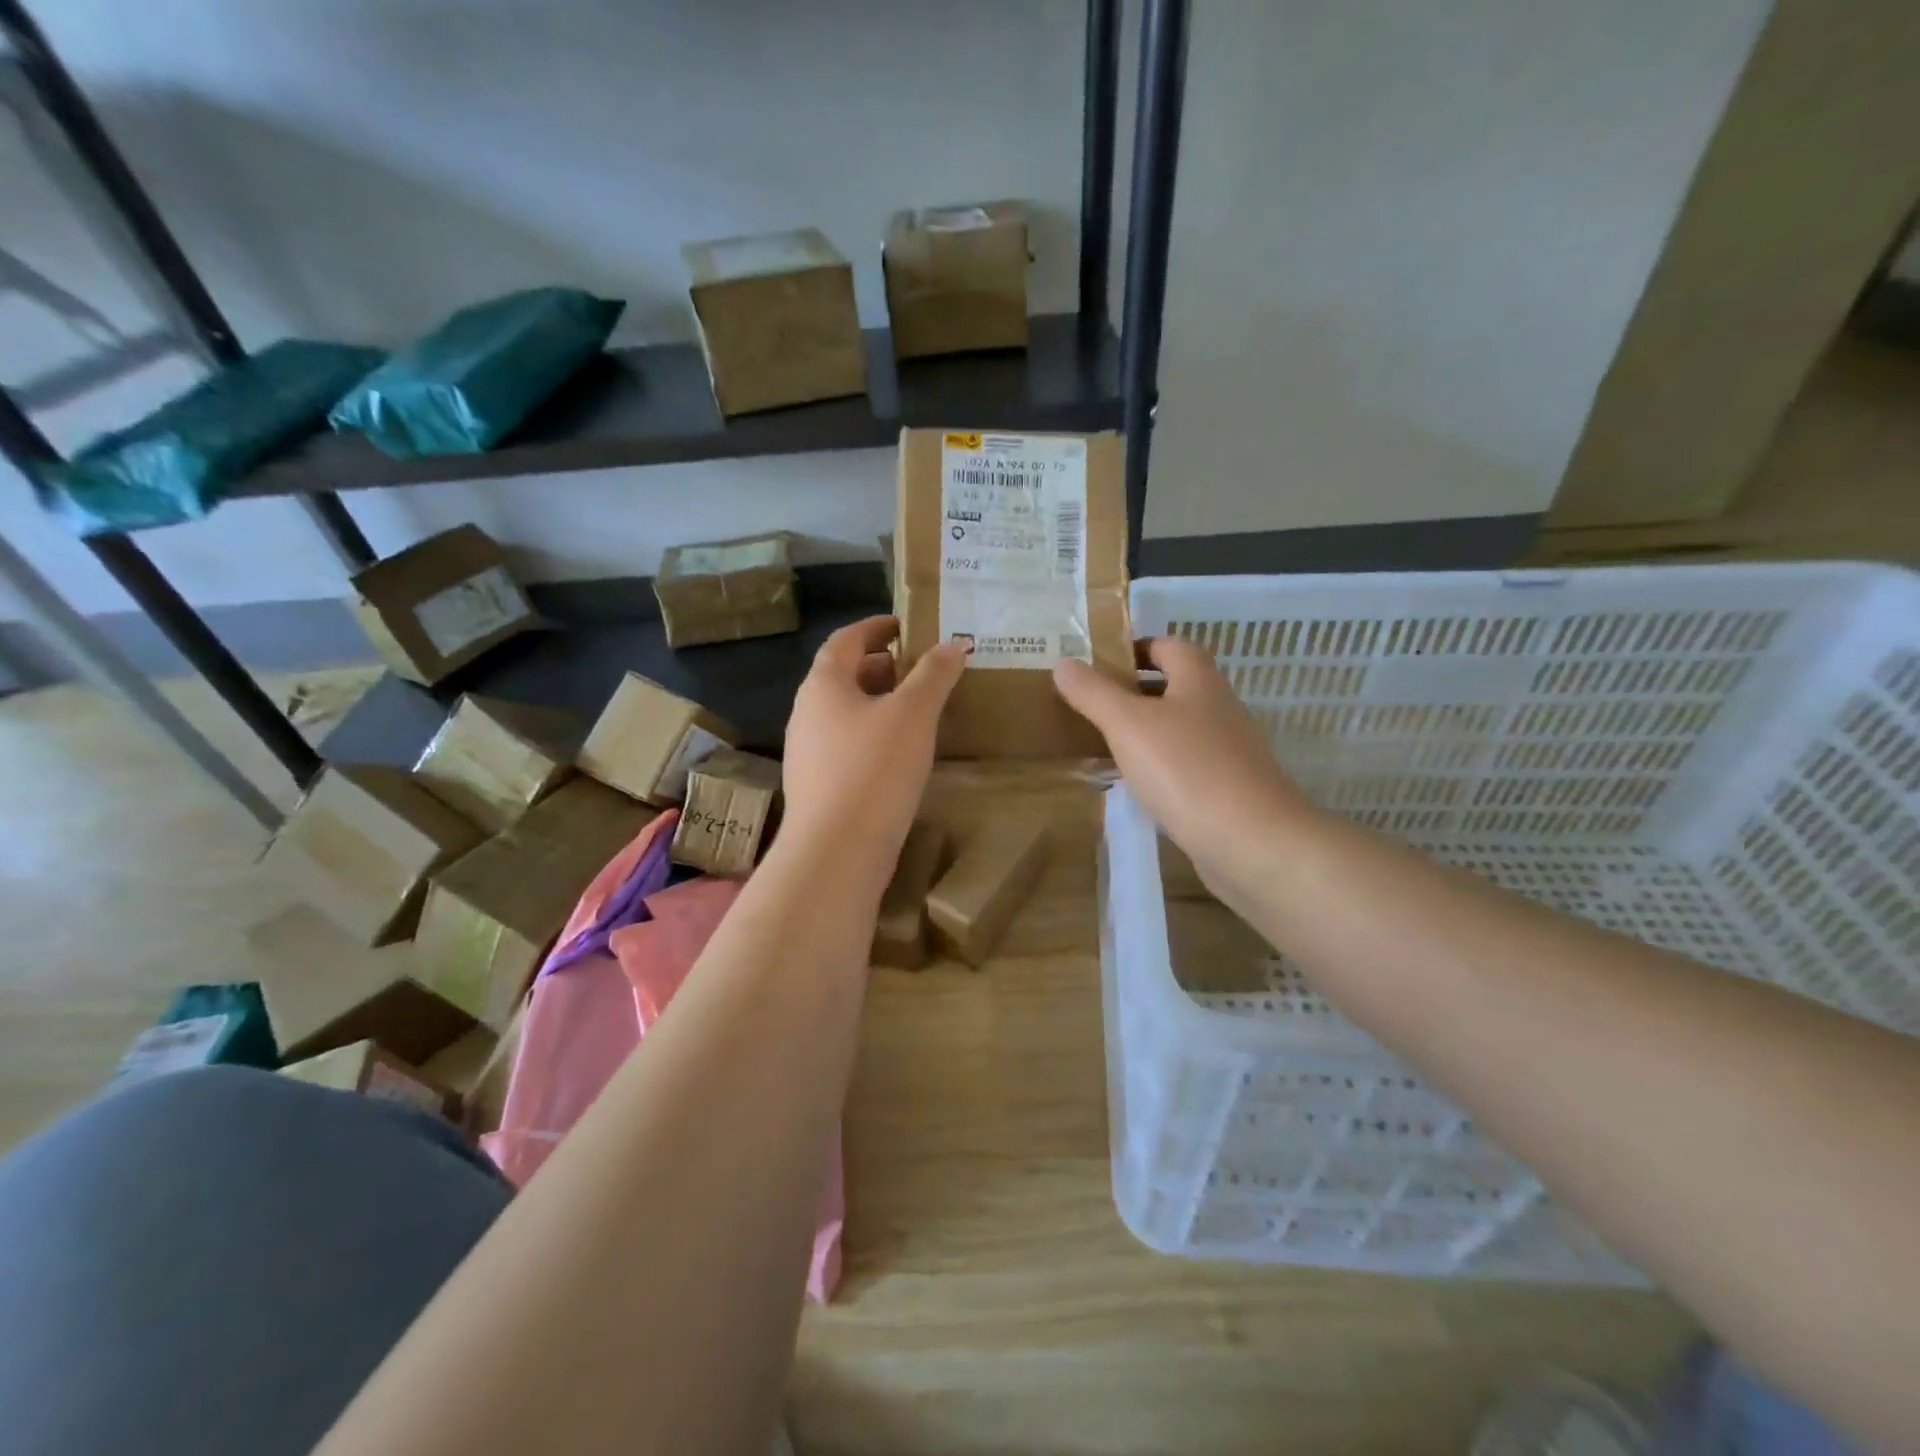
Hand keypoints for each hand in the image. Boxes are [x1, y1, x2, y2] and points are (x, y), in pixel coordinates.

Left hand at [781, 616, 966, 883]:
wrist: (837, 851)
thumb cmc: (874, 769)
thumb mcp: (913, 714)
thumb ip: (934, 674)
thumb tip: (953, 644)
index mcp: (823, 685)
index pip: (845, 640)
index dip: (875, 627)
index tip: (904, 626)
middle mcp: (806, 712)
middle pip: (842, 675)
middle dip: (880, 666)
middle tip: (917, 668)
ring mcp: (807, 752)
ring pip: (844, 712)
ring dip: (876, 702)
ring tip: (915, 708)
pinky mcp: (816, 785)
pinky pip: (845, 743)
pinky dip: (871, 733)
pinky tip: (899, 752)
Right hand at [1053, 638, 1315, 889]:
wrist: (1252, 842)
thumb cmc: (1187, 770)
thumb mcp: (1128, 725)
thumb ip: (1094, 693)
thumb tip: (1063, 662)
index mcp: (1199, 681)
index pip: (1168, 646)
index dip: (1135, 648)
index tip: (1098, 665)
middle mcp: (1219, 708)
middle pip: (1175, 687)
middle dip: (1135, 692)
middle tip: (1091, 705)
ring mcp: (1228, 751)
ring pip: (1180, 728)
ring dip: (1146, 731)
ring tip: (1104, 745)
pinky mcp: (1229, 788)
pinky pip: (1187, 765)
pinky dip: (1160, 767)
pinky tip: (1137, 786)